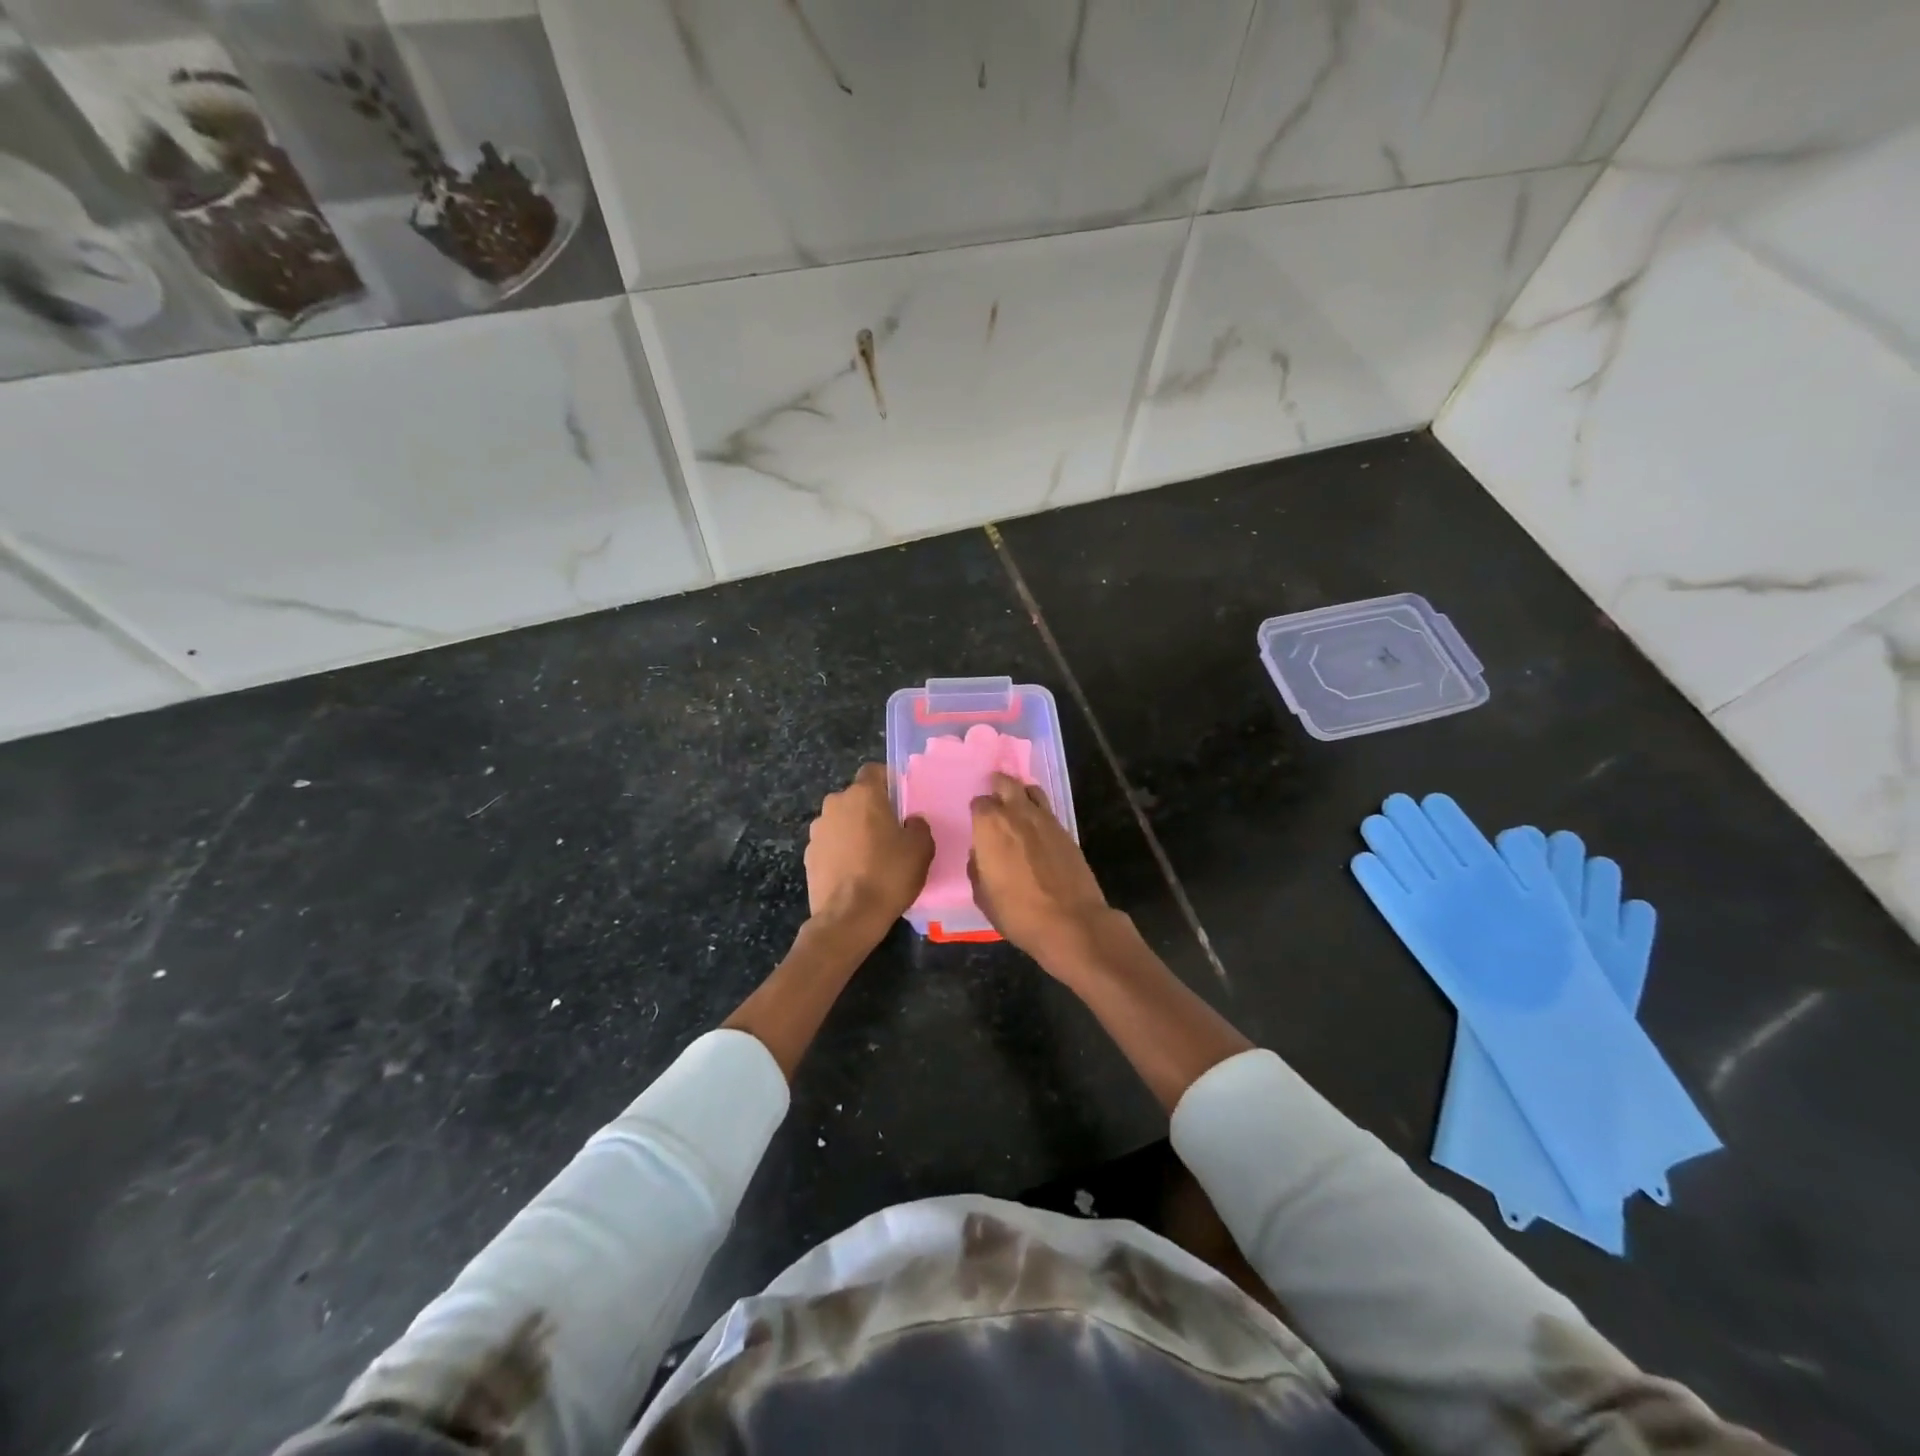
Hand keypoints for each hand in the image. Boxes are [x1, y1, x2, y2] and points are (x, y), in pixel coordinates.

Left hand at [806, 763, 932, 927]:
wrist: (848, 917)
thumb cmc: (889, 874)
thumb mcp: (921, 848)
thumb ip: (918, 826)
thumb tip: (909, 821)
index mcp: (863, 794)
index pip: (874, 771)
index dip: (888, 782)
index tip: (900, 803)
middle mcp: (835, 804)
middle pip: (856, 798)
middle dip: (871, 810)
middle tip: (889, 834)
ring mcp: (817, 830)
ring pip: (841, 821)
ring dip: (853, 831)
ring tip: (870, 857)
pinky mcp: (808, 855)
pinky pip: (830, 844)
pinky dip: (840, 852)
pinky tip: (854, 874)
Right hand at [968, 772, 1111, 965]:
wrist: (1071, 922)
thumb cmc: (1018, 912)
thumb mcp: (983, 897)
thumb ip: (977, 868)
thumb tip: (980, 855)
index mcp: (990, 826)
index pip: (979, 803)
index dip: (977, 812)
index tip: (978, 823)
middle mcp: (1017, 813)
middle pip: (1006, 783)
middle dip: (998, 786)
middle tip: (994, 796)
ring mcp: (1045, 819)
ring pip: (1031, 790)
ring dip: (1021, 793)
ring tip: (1017, 806)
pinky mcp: (1066, 830)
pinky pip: (1047, 810)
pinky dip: (1038, 811)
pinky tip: (1036, 827)